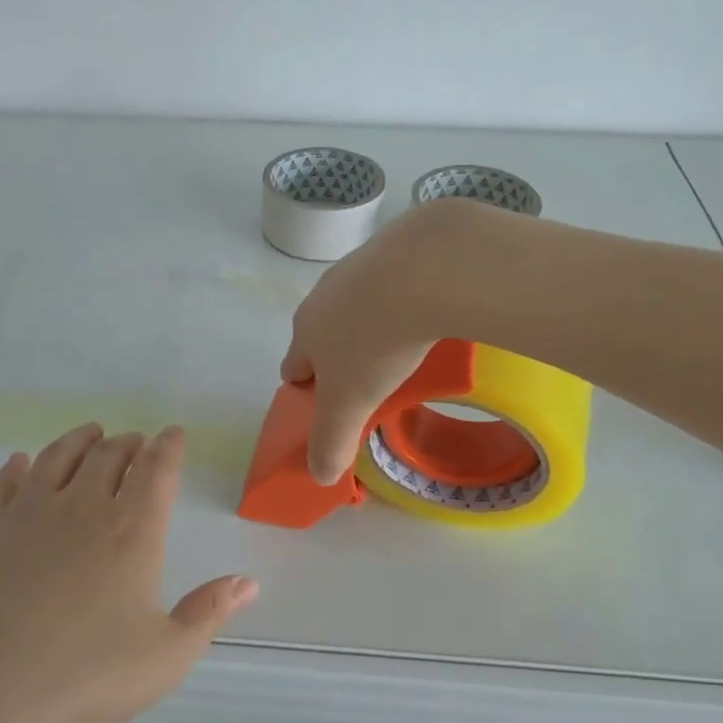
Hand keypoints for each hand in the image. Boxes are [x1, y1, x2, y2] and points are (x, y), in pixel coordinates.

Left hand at [0, 423, 255, 722]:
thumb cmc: (84, 681)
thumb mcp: (166, 657)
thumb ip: (209, 613)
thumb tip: (249, 582)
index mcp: (132, 531)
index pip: (157, 470)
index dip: (168, 447)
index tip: (173, 433)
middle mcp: (81, 507)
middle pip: (109, 456)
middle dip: (128, 443)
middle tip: (135, 441)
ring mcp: (25, 512)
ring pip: (57, 457)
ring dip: (79, 440)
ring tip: (90, 434)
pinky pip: (3, 482)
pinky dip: (18, 466)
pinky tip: (21, 463)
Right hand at [281, 200, 482, 484]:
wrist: (424, 267)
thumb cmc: (376, 342)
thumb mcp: (352, 403)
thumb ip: (332, 440)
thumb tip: (319, 476)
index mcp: (306, 331)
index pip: (293, 368)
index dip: (310, 392)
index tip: (336, 407)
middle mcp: (323, 295)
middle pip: (322, 335)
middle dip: (340, 358)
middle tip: (374, 382)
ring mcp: (357, 266)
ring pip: (354, 306)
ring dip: (370, 325)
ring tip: (407, 347)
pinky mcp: (394, 246)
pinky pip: (390, 282)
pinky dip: (402, 298)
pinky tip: (429, 312)